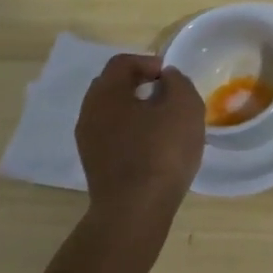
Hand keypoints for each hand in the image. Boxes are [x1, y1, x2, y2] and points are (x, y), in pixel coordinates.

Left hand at [75, 54, 204, 251]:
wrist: (135, 211)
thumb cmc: (161, 150)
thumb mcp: (184, 105)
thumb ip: (177, 81)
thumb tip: (166, 78)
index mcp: (106, 93)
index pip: (122, 62)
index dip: (148, 61)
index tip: (170, 76)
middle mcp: (89, 113)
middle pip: (112, 86)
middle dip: (139, 83)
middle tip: (166, 93)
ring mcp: (88, 142)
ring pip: (111, 112)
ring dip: (135, 109)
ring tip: (163, 120)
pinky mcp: (94, 165)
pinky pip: (112, 134)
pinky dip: (131, 131)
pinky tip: (153, 144)